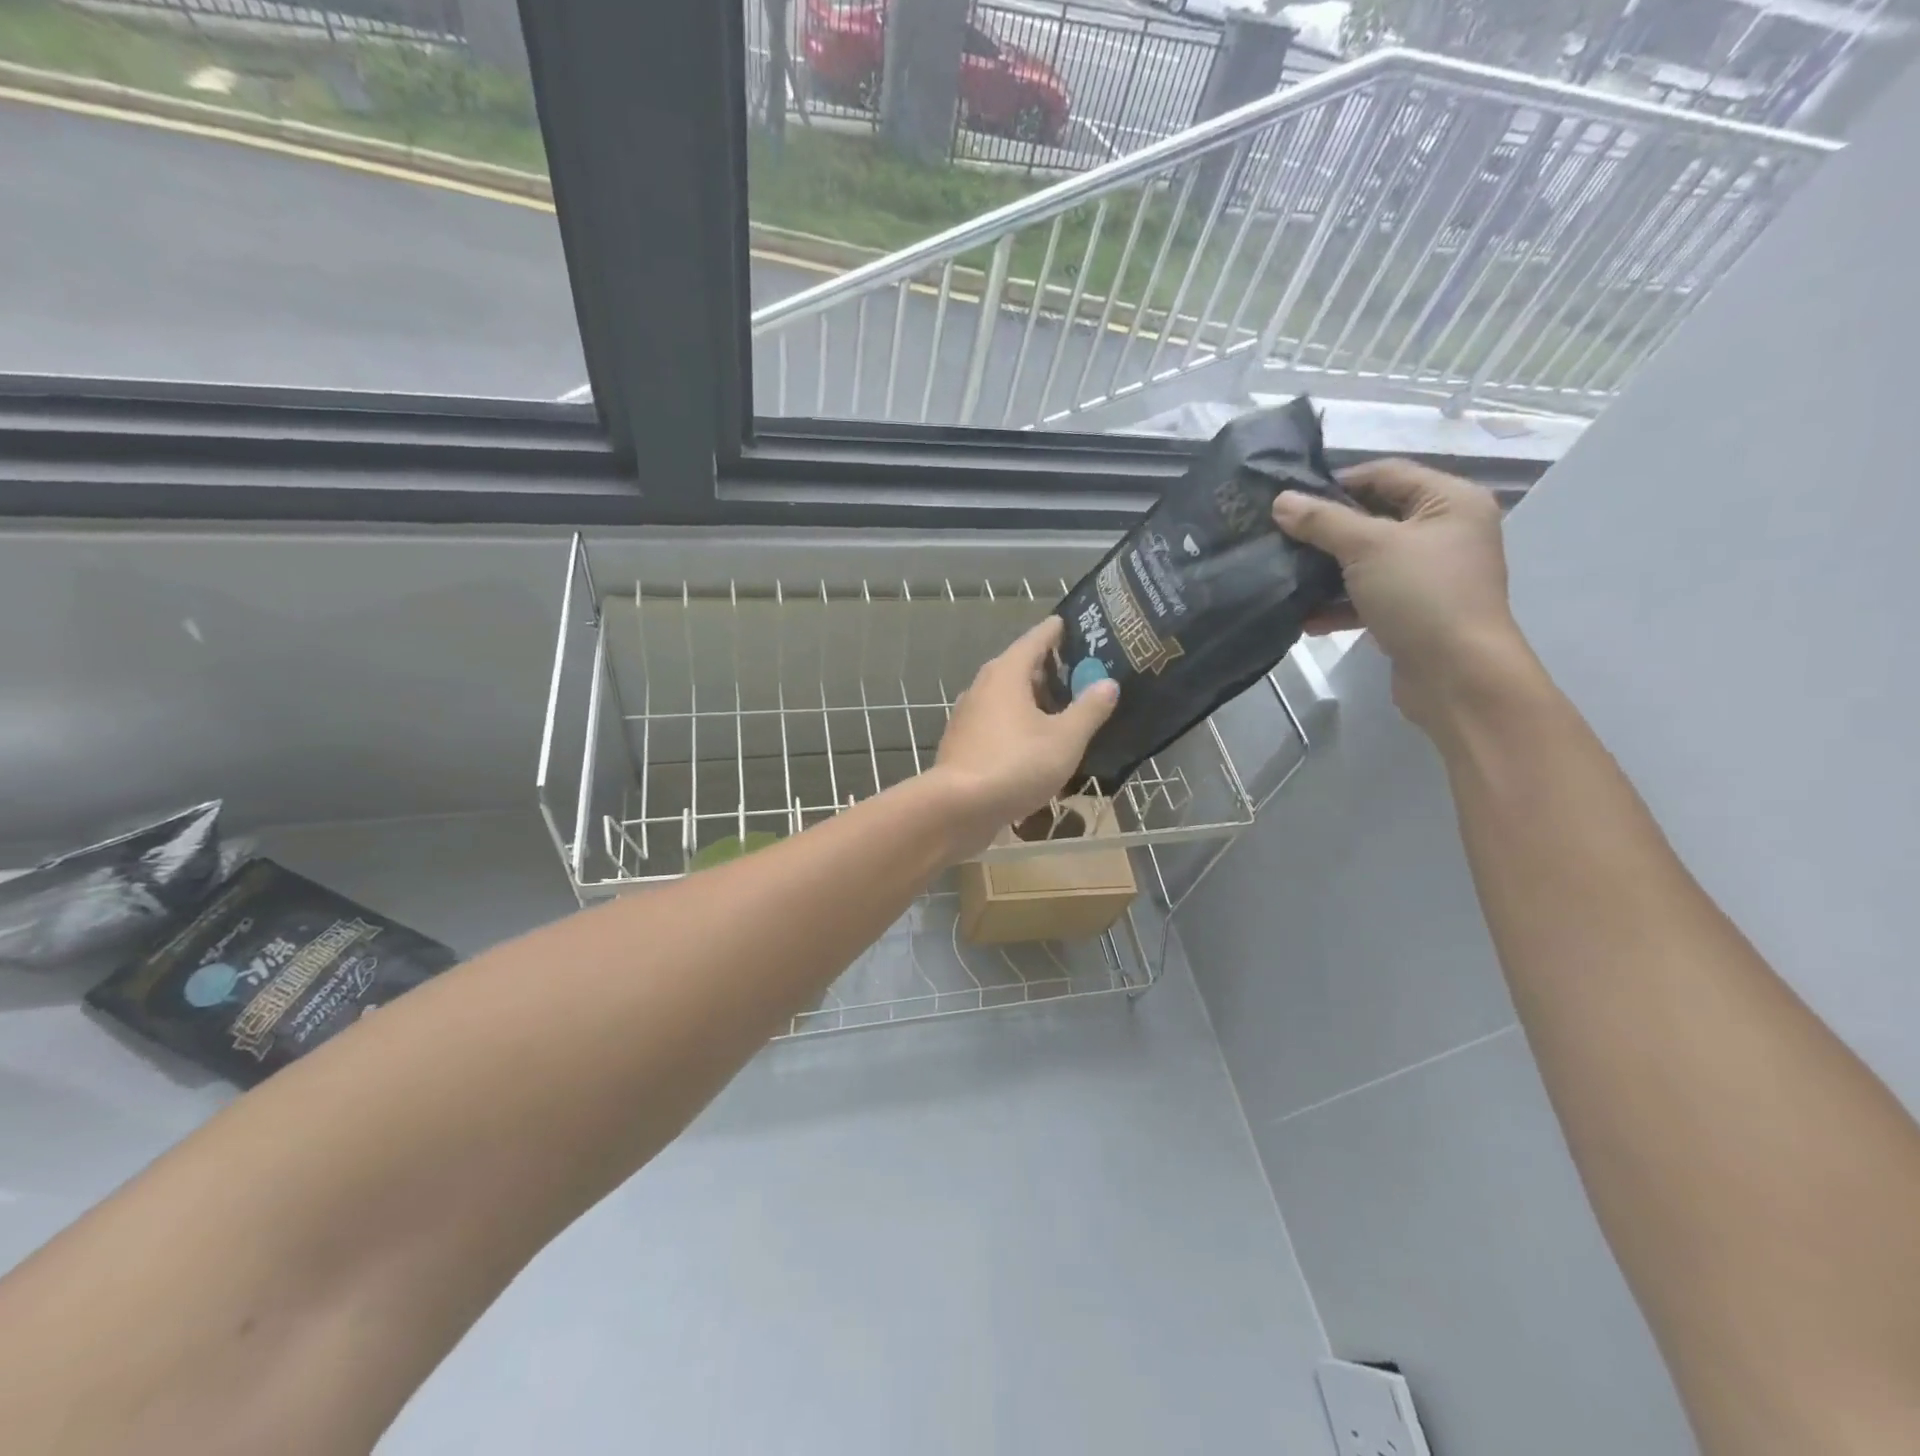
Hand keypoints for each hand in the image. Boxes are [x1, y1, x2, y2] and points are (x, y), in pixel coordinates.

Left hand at [931, 616, 1119, 858]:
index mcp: (1006, 674)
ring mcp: (969, 716)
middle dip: (1049, 669)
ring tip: (1064, 709)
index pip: (1035, 639)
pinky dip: (1018, 725)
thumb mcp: (1065, 739)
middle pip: (1020, 668)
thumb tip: (1108, 683)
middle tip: (1082, 672)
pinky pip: (997, 724)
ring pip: (1007, 698)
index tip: (1073, 624)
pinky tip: (1036, 744)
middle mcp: (983, 687)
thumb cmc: (1016, 764)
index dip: (1057, 631)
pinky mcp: (963, 744)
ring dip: (1033, 701)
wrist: (958, 808)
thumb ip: (1089, 709)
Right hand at [1274, 458, 1537, 733]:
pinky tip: (1304, 618)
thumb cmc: (1421, 595)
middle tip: (1279, 536)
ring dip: (1326, 571)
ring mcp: (1429, 575)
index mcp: (1450, 501)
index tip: (1290, 500)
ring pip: (1367, 561)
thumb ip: (1322, 521)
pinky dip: (1338, 605)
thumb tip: (1280, 500)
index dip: (1338, 482)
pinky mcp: (1413, 611)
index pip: (1386, 474)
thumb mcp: (1367, 548)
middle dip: (1326, 530)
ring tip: (1285, 575)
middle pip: (1374, 517)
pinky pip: (1368, 597)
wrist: (1457, 675)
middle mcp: (1445, 532)